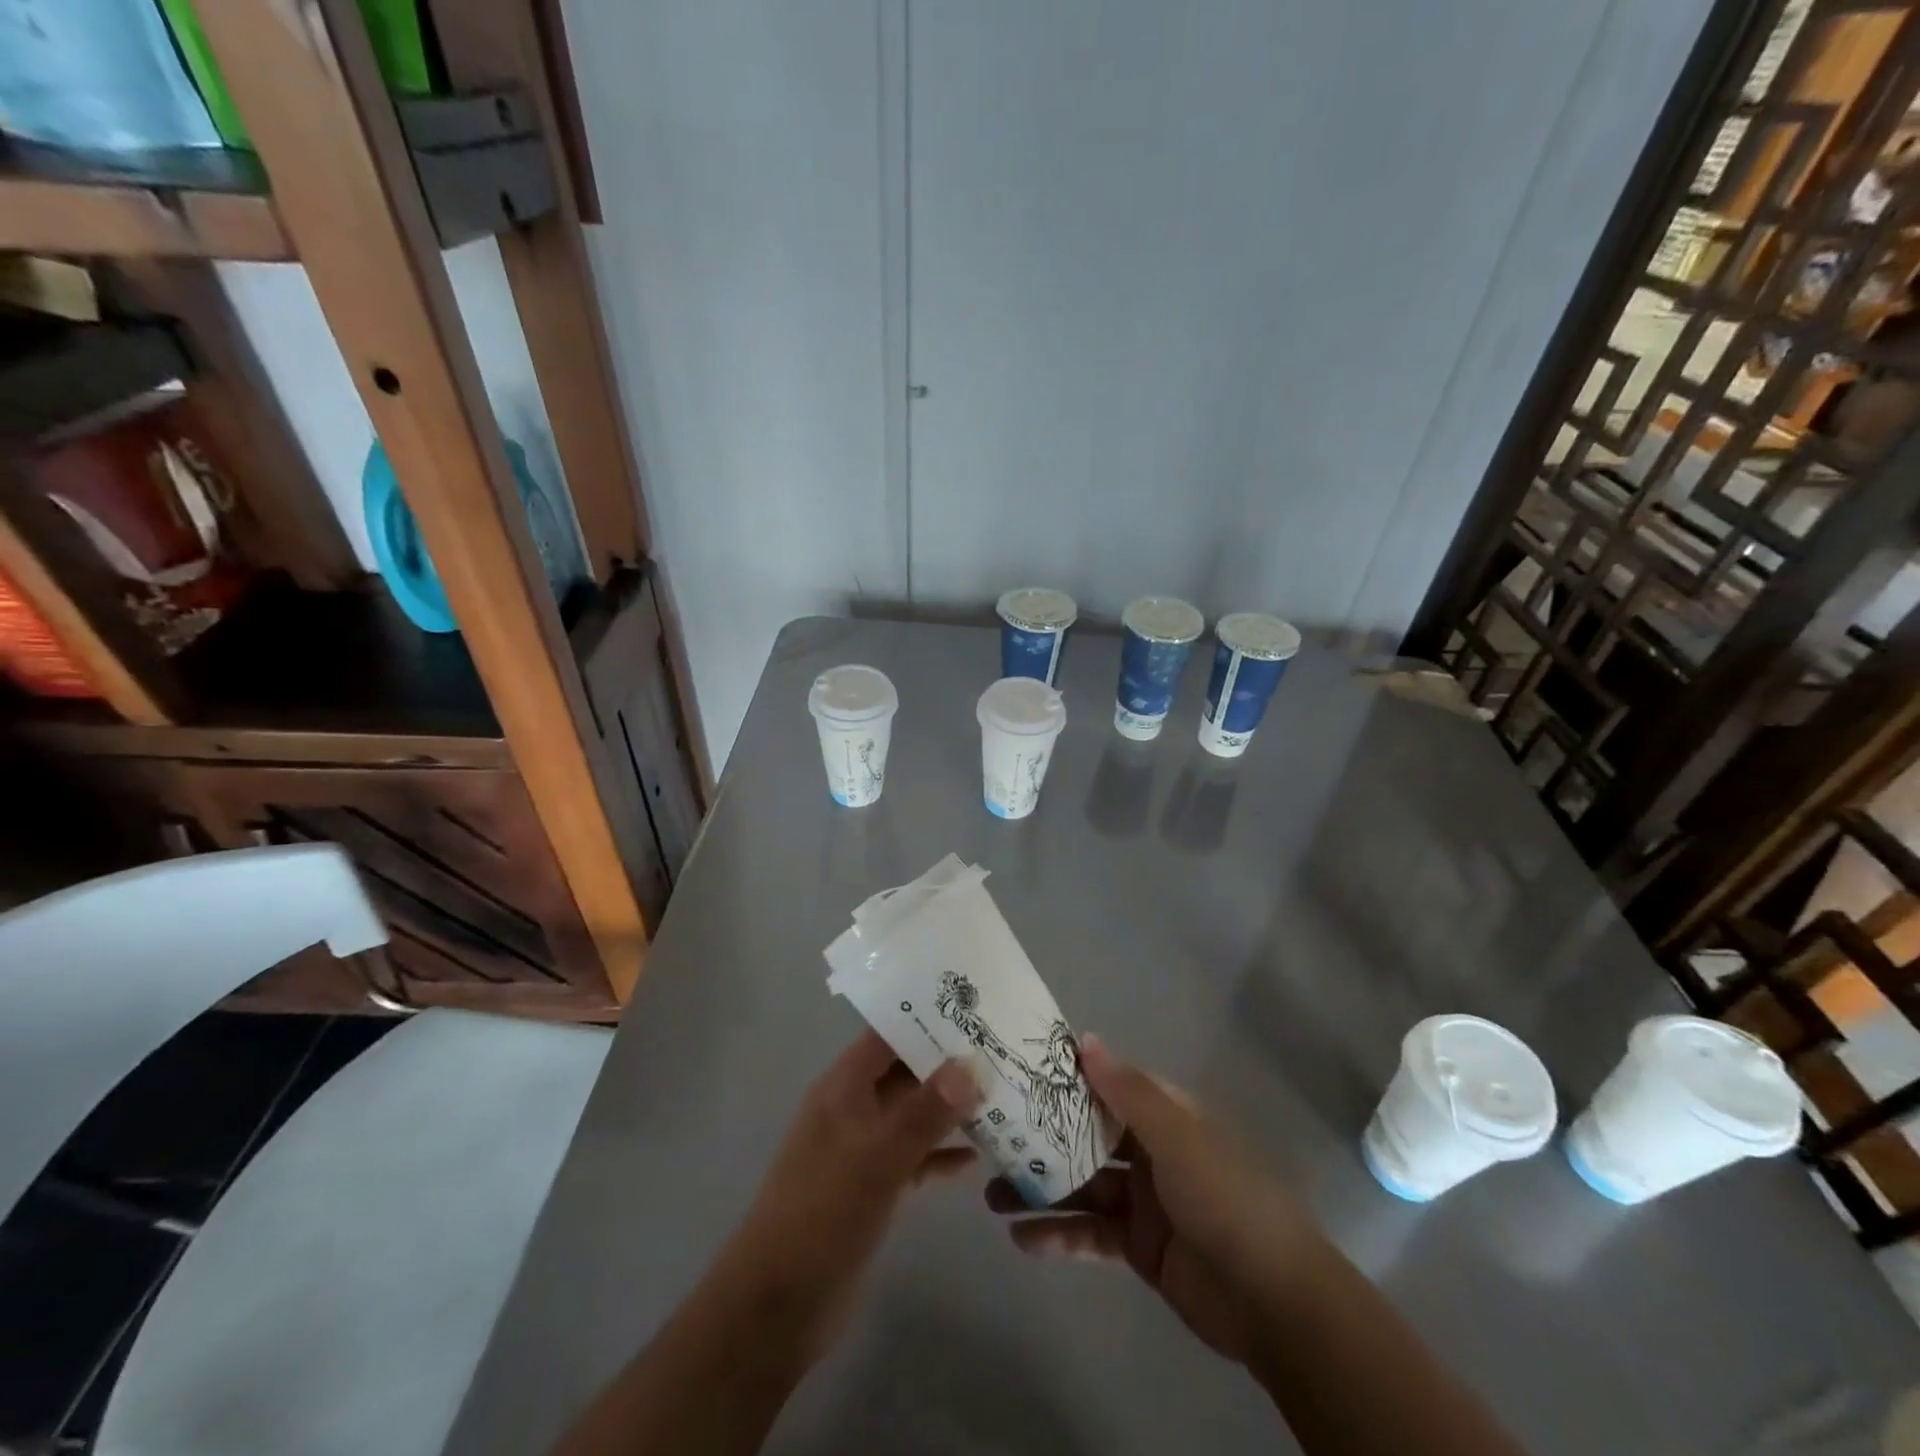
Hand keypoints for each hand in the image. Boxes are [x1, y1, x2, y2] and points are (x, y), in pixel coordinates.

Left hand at [719, 1030, 980, 1360]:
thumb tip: (971, 1063)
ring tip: (1001, 1096)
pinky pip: (912, 1157)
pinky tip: (976, 1159)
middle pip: (904, 1072)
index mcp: (843, 1087)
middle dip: (948, 1063)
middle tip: (1000, 1050)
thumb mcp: (879, 1158)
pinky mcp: (871, 1187)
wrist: (776, 1306)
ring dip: (949, 1109)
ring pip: (912, 1115)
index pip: (888, 1034)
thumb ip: (926, 1111)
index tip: (975, 1009)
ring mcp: (861, 1149)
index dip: (926, 1018)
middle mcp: (852, 1107)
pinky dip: (939, 1154)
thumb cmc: (824, 1213)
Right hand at [985, 1034, 1314, 1365]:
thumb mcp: (1176, 1136)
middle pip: (1085, 1136)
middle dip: (1041, 1139)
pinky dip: (1058, 1236)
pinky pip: (1090, 1233)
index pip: (1106, 1085)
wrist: (1275, 1301)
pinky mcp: (1138, 1246)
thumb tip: (1085, 1039)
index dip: (1064, 1079)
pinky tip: (1022, 1240)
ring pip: (1081, 1185)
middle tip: (990, 1140)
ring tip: (991, 1197)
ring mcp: (1143, 1199)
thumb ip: (1127, 1091)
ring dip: (1041, 1189)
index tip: (1016, 1075)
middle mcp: (1149, 1149)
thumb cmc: (1224, 1198)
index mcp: (1163, 1114)